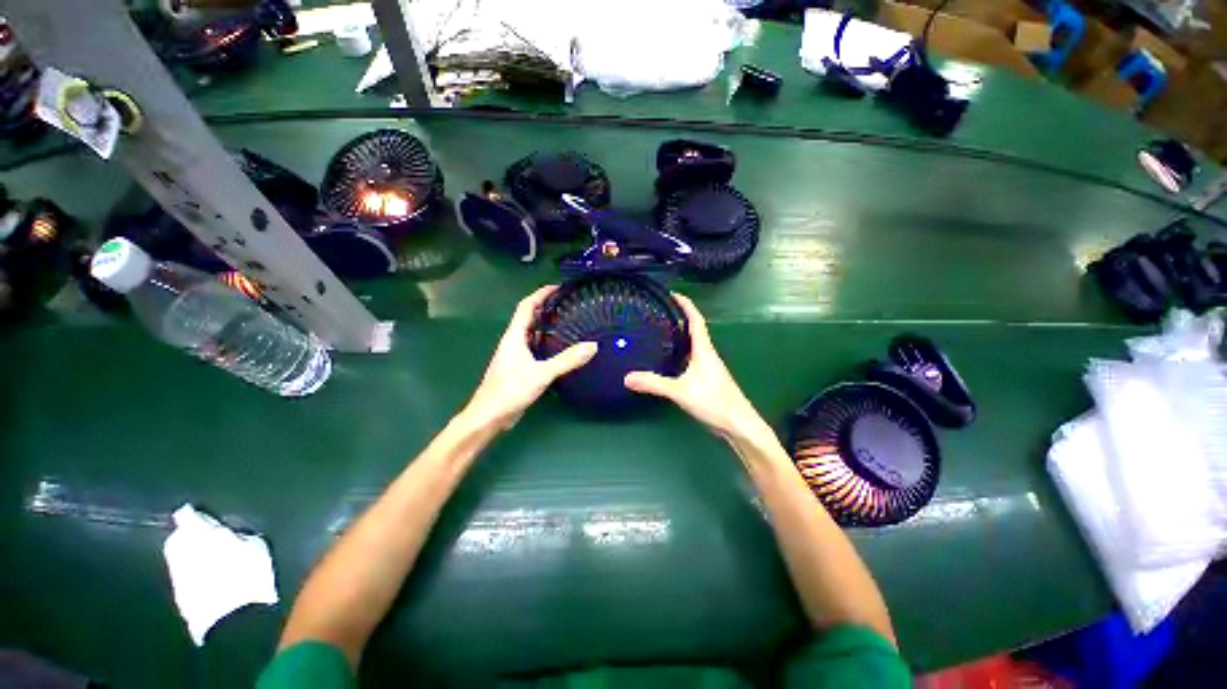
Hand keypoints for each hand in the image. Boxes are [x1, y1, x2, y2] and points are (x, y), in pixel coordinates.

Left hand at [463, 286, 597, 430]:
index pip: (526, 306)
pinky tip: (562, 349)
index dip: (540, 294)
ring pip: (533, 334)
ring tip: (570, 322)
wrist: (490, 416)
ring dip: (548, 326)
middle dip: (547, 308)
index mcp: (514, 336)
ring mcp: (516, 355)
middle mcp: (514, 342)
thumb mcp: (541, 373)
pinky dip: (548, 343)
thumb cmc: (510, 390)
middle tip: (569, 304)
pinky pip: (536, 348)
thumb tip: (592, 346)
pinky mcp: (521, 368)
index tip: (558, 287)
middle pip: (530, 317)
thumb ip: (567, 360)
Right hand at [624, 295, 766, 440]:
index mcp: (704, 350)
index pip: (696, 320)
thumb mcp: (680, 391)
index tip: (673, 294)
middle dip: (679, 318)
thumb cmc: (714, 401)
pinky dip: (680, 353)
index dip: (686, 304)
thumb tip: (627, 377)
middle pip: (694, 330)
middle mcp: (707, 354)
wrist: (738, 424)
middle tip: (659, 312)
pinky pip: (691, 358)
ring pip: (693, 345)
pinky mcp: (707, 379)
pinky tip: (669, 360)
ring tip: (659, 332)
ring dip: (680, 335)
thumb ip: (654, 383)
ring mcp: (708, 367)